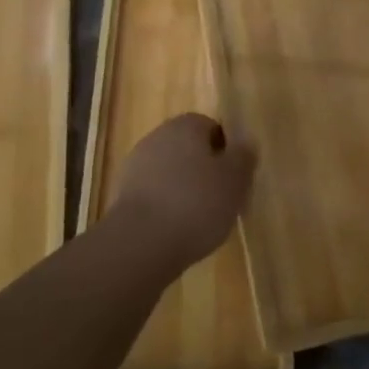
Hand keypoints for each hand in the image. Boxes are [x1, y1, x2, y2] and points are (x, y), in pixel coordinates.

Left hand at [109, 113, 256, 268]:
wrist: (140, 243)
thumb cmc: (196, 203)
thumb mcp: (235, 180)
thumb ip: (243, 157)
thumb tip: (245, 141)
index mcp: (185, 126)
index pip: (211, 127)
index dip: (226, 151)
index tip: (235, 177)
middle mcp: (157, 137)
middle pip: (188, 149)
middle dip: (204, 170)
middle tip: (222, 199)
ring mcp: (136, 166)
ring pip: (170, 172)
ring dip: (184, 189)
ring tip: (200, 220)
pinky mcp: (123, 195)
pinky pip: (154, 194)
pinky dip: (166, 207)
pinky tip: (176, 230)